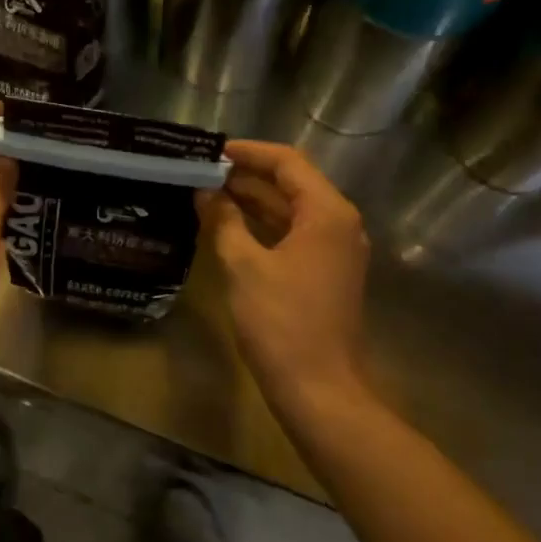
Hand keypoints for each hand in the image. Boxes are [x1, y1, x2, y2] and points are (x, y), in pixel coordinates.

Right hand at [195, 140, 370, 408]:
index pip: (287, 162)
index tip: (211, 150)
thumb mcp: (244, 266)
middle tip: (201, 171)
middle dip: (247, 176)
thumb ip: (224, 221)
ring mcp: (335, 250)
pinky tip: (229, 226)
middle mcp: (339, 223)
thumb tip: (206, 192)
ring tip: (207, 192)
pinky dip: (263, 226)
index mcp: (326, 212)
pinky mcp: (326, 273)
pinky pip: (293, 235)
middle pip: (291, 183)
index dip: (248, 152)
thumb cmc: (282, 323)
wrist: (321, 391)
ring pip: (291, 210)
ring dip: (253, 200)